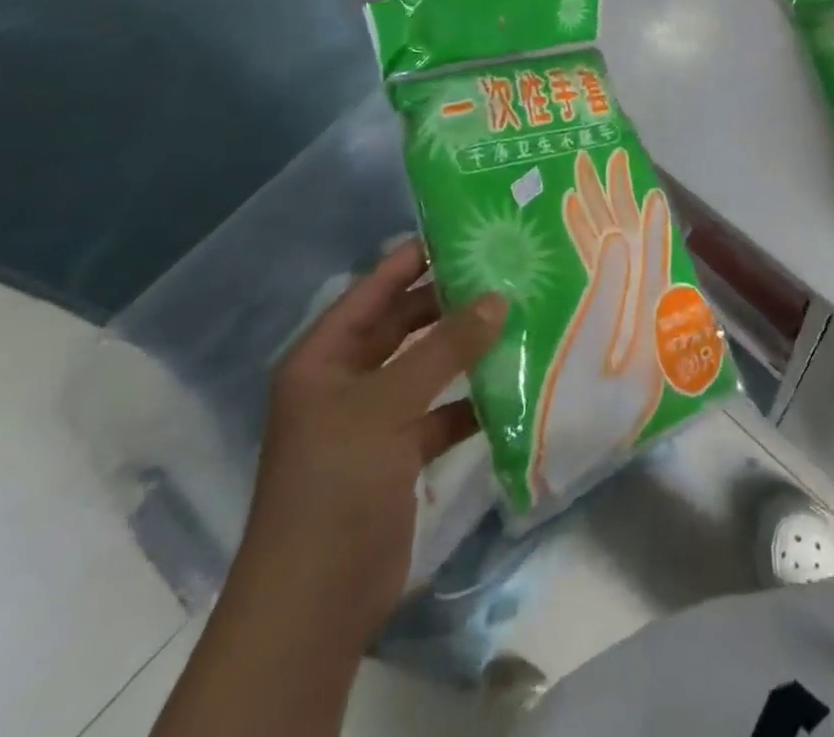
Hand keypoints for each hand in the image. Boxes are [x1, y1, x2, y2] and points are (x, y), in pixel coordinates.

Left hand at [248, 236, 505, 625]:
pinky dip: (470, 400)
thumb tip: (498, 297)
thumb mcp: (388, 404)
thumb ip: (445, 348)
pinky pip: (440, 412)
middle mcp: (346, 380)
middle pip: (402, 324)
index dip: (413, 259)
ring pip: (425, 367)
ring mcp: (373, 419)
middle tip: (503, 272)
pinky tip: (510, 384)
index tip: (464, 231)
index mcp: (325, 356)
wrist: (316, 602)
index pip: (374, 289)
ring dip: (464, 349)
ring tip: (517, 317)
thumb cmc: (337, 482)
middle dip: (448, 302)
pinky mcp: (398, 455)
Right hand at [537, 149, 672, 500]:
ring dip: (592, 226)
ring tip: (577, 186)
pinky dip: (572, 262)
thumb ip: (608, 300)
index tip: (643, 180)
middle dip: (614, 208)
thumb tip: (620, 240)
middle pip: (626, 255)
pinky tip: (556, 237)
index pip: (649, 261)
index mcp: (643, 329)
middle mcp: (630, 324)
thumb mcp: (596, 363)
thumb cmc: (574, 428)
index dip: (650, 220)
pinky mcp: (579, 344)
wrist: (553, 481)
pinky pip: (581, 292)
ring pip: (603, 268)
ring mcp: (605, 334)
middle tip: (604, 163)